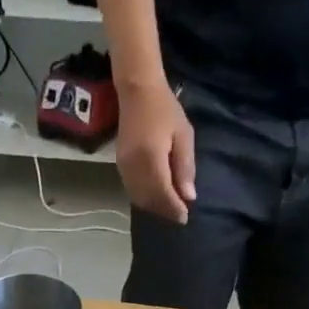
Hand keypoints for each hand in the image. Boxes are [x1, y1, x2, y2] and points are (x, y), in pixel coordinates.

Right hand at [116, 77, 196, 223]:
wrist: (137, 91)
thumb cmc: (164, 109)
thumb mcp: (184, 134)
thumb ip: (185, 167)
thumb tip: (188, 196)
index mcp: (152, 159)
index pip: (163, 193)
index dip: (174, 208)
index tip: (185, 217)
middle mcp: (135, 168)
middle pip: (150, 200)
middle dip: (165, 210)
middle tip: (179, 215)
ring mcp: (124, 168)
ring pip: (139, 199)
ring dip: (155, 207)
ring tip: (169, 208)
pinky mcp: (120, 167)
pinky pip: (132, 192)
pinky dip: (145, 199)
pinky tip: (155, 197)